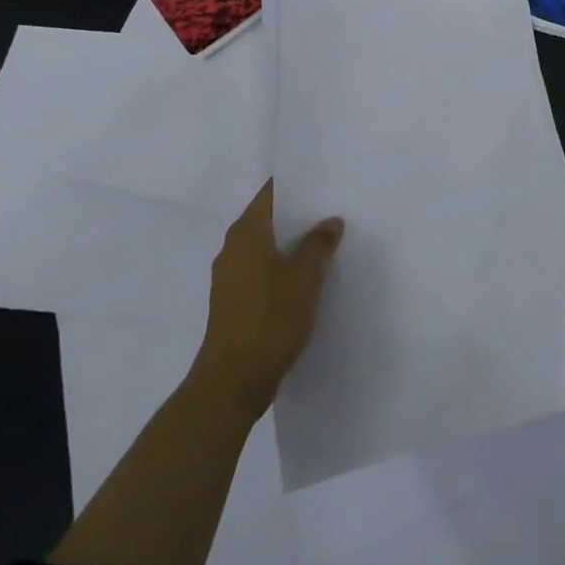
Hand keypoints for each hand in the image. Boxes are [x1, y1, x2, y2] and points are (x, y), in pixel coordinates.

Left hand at [191, 181, 343, 422]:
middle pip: (268, 217)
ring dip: (292, 242)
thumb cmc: (269, 321)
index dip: (298, 185)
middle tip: (334, 209)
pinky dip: (282, 265)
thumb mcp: (305, 279)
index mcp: (246, 233)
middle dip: (299, 214)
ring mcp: (230, 275)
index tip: (324, 181)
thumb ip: (319, 245)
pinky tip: (307, 276)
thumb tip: (330, 220)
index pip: (271, 192)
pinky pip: (261, 268)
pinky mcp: (233, 300)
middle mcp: (233, 248)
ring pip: (266, 245)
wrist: (232, 383)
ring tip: (327, 240)